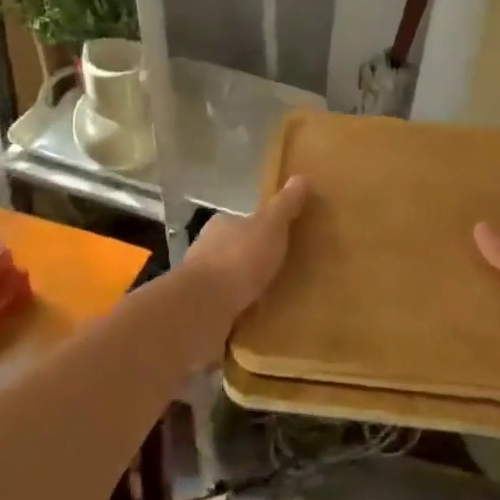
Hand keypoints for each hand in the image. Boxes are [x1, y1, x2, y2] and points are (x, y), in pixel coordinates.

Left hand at [182, 175, 308, 334]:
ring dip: (242, 289)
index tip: (277, 241)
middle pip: (232, 251)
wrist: (203, 307)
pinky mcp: (199, 312)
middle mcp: (205, 250)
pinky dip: (236, 312)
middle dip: (250, 261)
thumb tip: (300, 177)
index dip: (258, 229)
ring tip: (271, 300)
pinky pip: (223, 309)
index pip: (240, 222)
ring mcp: (199, 283)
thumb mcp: (270, 226)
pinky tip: (253, 321)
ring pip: (226, 281)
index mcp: (221, 225)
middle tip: (279, 271)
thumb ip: (285, 205)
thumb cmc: (239, 259)